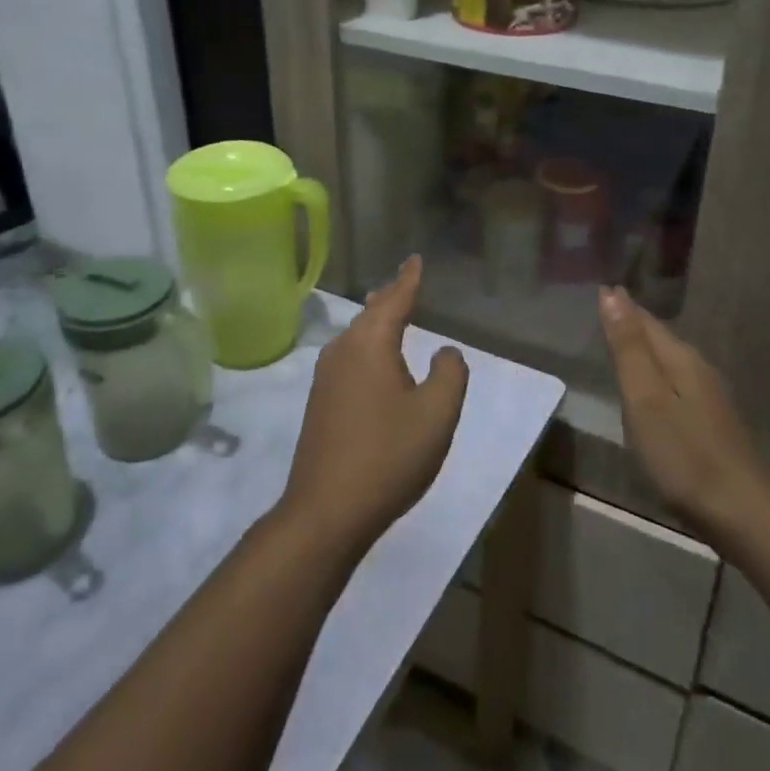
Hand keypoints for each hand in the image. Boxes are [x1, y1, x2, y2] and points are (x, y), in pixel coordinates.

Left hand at [278, 256, 469, 554]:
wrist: (326, 511)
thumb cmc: (388, 455)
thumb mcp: (437, 414)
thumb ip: (450, 373)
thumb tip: (445, 351)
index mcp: (370, 344)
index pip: (394, 300)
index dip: (408, 279)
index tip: (415, 258)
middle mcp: (342, 352)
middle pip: (371, 314)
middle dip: (390, 297)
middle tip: (406, 281)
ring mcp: (325, 378)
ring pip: (356, 337)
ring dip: (377, 322)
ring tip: (392, 313)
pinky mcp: (319, 404)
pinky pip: (349, 358)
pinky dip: (368, 347)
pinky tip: (375, 362)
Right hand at [598, 286, 769, 546]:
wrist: (744, 512)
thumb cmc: (684, 454)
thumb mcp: (645, 398)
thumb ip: (628, 347)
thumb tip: (611, 293)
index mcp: (680, 358)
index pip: (645, 320)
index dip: (621, 306)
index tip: (600, 289)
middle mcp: (698, 369)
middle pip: (660, 338)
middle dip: (633, 323)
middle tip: (605, 308)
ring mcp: (710, 398)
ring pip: (670, 361)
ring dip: (645, 349)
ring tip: (621, 342)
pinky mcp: (712, 424)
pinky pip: (676, 384)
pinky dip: (657, 376)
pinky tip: (651, 389)